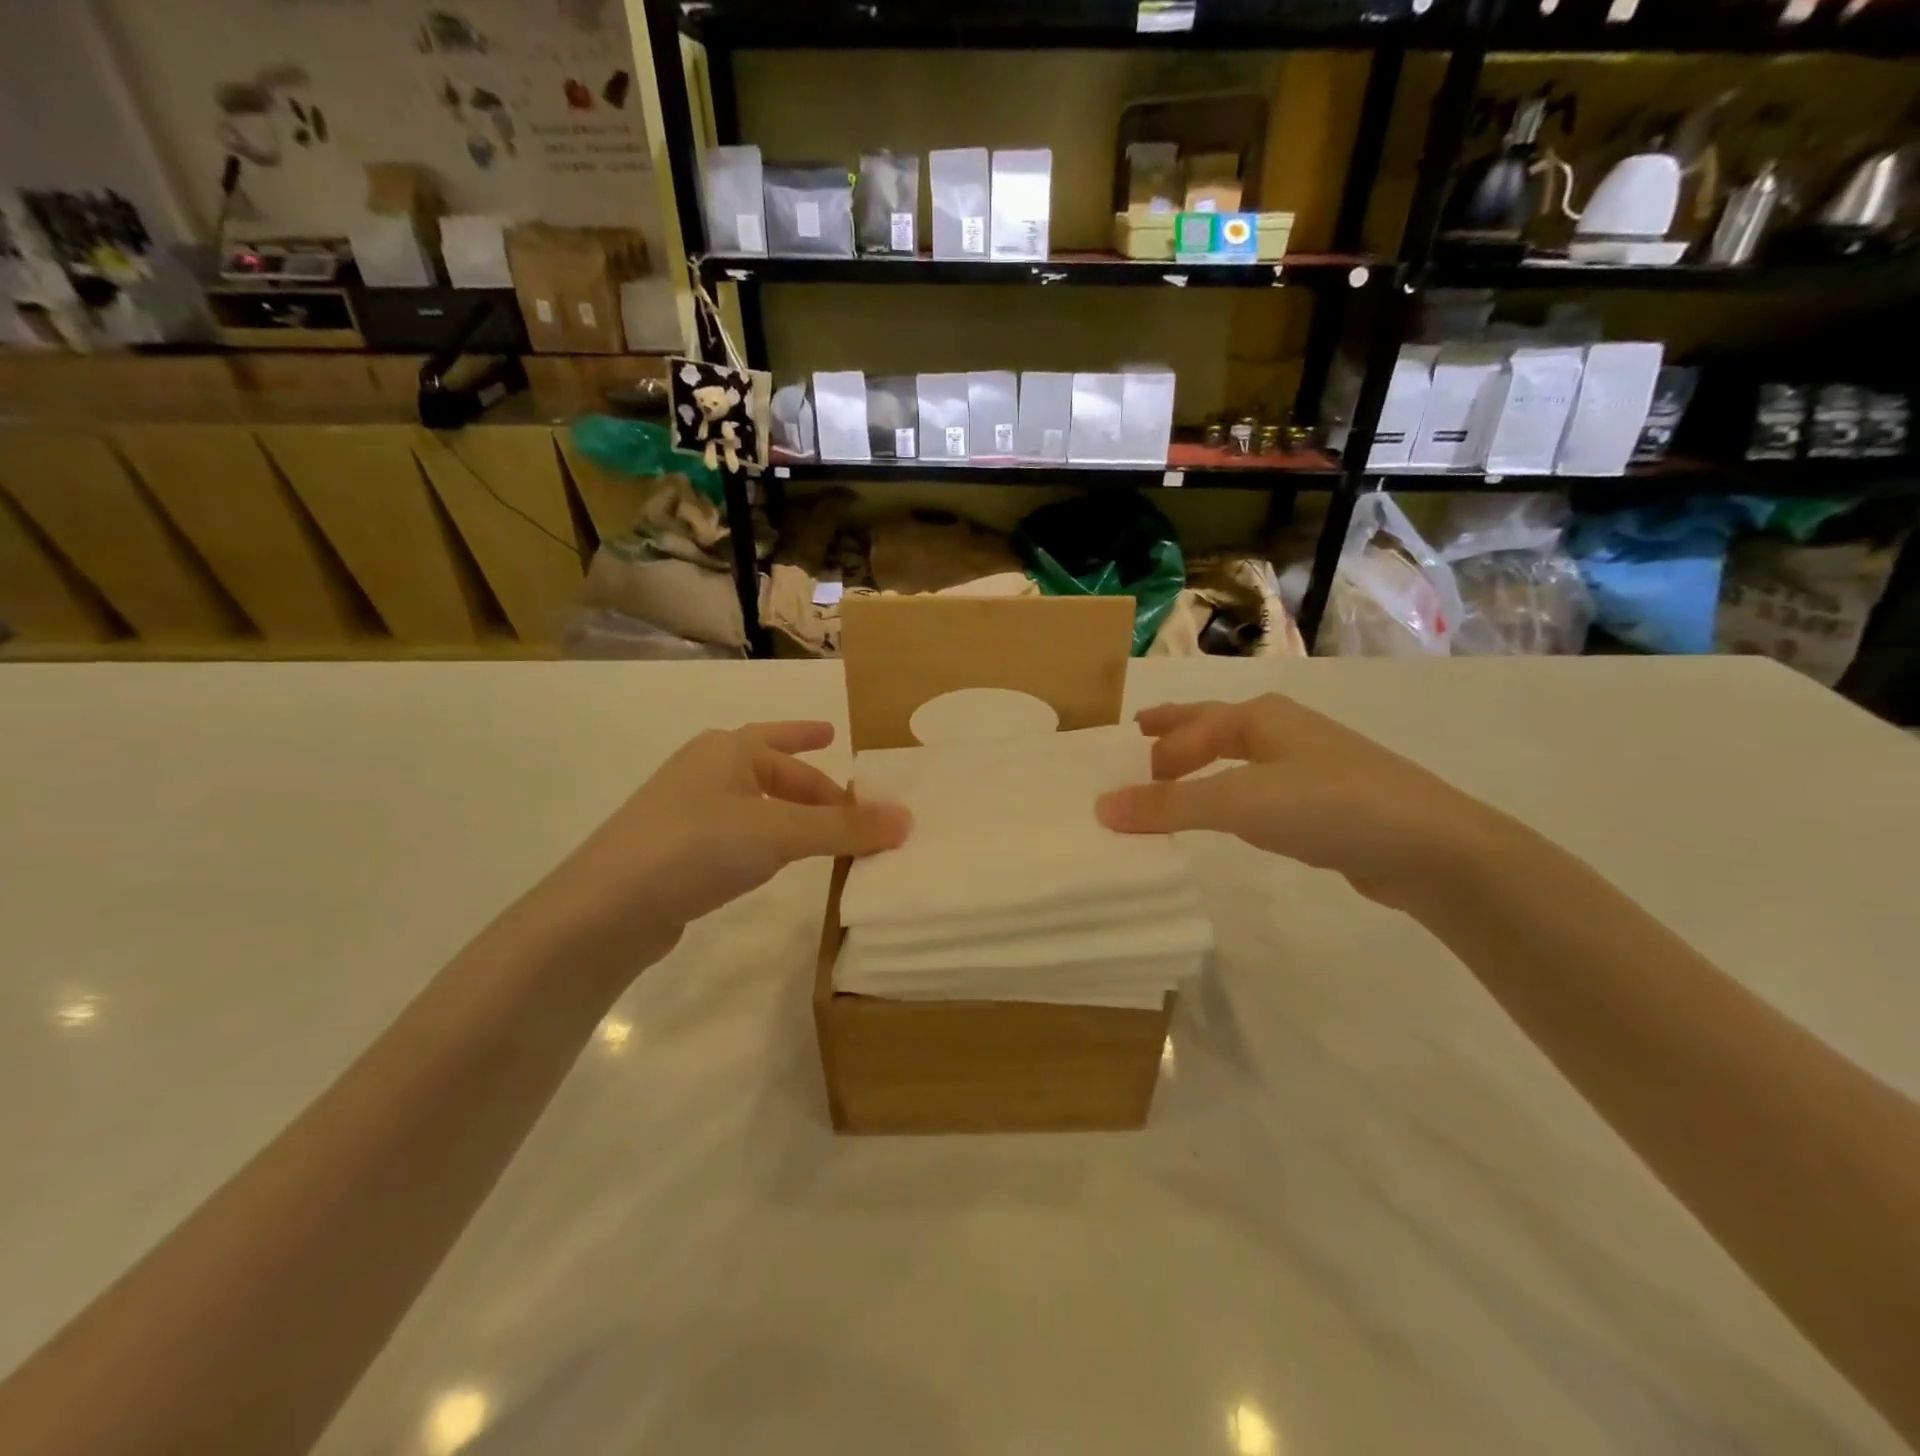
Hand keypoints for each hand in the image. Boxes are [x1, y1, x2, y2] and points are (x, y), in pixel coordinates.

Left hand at [533, 722, 909, 963]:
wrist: (605, 910)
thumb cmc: (696, 847)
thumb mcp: (779, 833)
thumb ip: (843, 828)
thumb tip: (907, 820)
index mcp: (726, 750)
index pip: (786, 745)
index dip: (816, 748)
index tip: (841, 746)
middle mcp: (704, 771)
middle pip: (769, 770)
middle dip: (809, 785)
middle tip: (848, 805)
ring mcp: (685, 812)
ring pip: (753, 804)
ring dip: (789, 814)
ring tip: (820, 832)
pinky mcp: (674, 852)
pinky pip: (735, 834)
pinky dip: (764, 840)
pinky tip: (772, 860)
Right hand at [1096, 695, 1507, 905]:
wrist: (1432, 847)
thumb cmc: (1328, 806)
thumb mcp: (1239, 802)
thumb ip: (1169, 804)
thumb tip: (1101, 807)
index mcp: (1261, 718)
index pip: (1191, 727)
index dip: (1155, 750)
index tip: (1124, 780)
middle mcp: (1285, 731)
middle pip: (1216, 725)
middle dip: (1177, 730)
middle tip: (1141, 734)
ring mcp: (1312, 764)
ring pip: (1241, 757)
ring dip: (1205, 763)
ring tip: (1178, 777)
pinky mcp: (1330, 801)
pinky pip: (1263, 787)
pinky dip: (1235, 793)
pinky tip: (1237, 813)